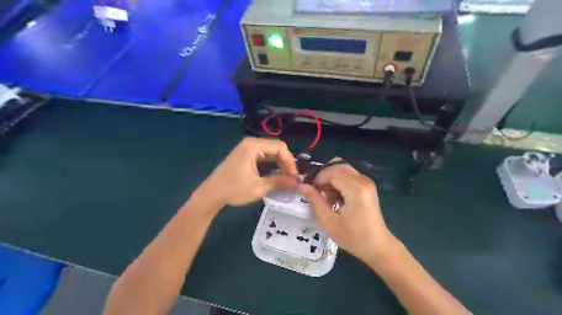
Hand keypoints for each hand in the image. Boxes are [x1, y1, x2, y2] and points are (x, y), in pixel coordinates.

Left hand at [195, 136, 300, 208]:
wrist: (211, 195)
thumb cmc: (233, 190)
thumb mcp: (259, 187)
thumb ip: (280, 182)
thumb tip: (298, 182)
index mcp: (253, 146)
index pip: (280, 147)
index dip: (290, 161)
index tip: (294, 177)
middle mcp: (251, 143)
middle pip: (277, 148)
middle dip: (286, 163)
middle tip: (292, 179)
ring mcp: (248, 149)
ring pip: (272, 153)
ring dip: (280, 165)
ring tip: (285, 179)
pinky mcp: (246, 155)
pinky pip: (264, 156)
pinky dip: (272, 165)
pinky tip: (275, 176)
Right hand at [298, 159, 393, 263]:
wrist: (378, 246)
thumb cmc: (353, 237)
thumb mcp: (329, 222)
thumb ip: (315, 201)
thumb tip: (302, 185)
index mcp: (356, 190)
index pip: (332, 173)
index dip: (318, 178)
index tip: (311, 190)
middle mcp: (363, 181)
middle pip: (338, 166)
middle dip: (324, 175)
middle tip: (317, 191)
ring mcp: (367, 181)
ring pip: (343, 168)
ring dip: (331, 177)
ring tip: (327, 195)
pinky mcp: (368, 185)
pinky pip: (349, 174)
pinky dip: (339, 180)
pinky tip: (337, 196)